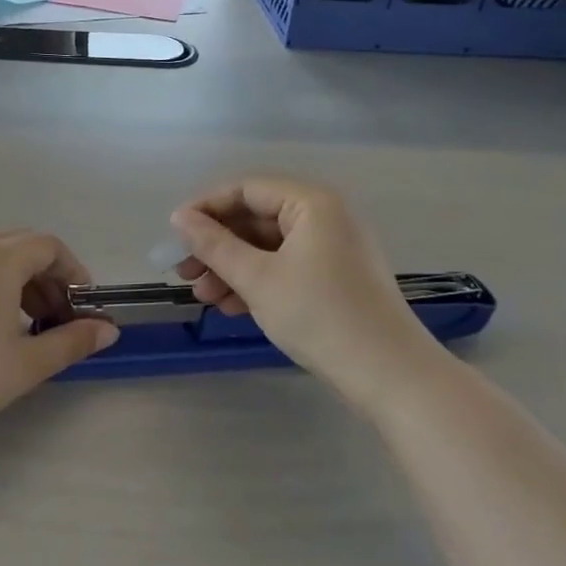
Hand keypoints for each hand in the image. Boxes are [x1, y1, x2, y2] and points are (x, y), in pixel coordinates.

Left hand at [0, 231, 117, 456]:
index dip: (73, 271)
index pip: (48, 246)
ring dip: (17, 283)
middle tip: (57, 318)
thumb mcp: (28, 362)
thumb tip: (108, 330)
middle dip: (46, 278)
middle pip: (20, 248)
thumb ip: (72, 341)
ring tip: (25, 326)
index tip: (82, 306)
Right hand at [171, 176, 437, 393]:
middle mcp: (325, 217)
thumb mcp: (257, 278)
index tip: (173, 234)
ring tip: (203, 296)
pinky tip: (229, 306)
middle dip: (216, 245)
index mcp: (311, 203)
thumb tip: (179, 218)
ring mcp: (332, 249)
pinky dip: (256, 281)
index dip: (205, 208)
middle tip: (183, 271)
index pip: (246, 189)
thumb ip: (214, 245)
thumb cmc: (320, 316)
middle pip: (255, 218)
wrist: (391, 376)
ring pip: (267, 246)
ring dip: (231, 267)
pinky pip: (286, 266)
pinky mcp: (335, 278)